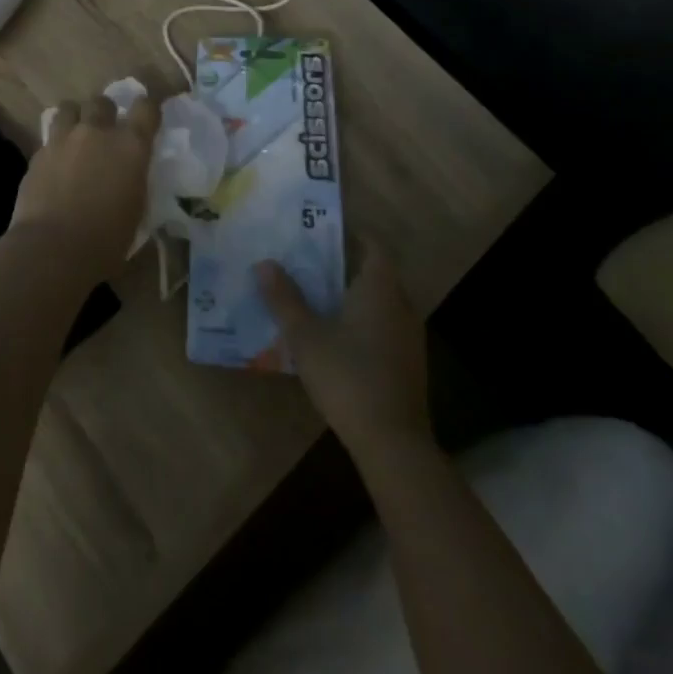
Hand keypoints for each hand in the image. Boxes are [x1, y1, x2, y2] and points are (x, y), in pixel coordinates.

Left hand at [12, 94, 159, 286]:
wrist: (53, 248)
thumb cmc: (106, 240)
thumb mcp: (136, 210)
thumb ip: (135, 182)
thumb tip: (131, 176)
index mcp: (130, 146)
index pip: (146, 108)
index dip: (148, 107)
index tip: (147, 114)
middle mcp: (97, 133)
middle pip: (102, 102)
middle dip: (105, 111)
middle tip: (105, 130)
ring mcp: (64, 139)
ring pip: (69, 108)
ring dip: (76, 118)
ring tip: (76, 136)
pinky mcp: (38, 153)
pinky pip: (50, 137)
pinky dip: (56, 144)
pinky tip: (56, 163)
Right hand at [255, 245, 432, 455]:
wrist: (392, 443)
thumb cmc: (347, 376)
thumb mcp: (305, 335)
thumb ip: (284, 298)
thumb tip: (264, 263)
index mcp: (380, 289)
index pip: (373, 246)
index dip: (351, 235)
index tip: (322, 230)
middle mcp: (401, 305)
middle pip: (376, 273)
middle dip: (346, 265)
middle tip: (309, 261)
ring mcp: (408, 337)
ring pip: (381, 302)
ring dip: (353, 295)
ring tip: (316, 295)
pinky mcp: (408, 364)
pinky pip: (384, 326)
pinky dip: (363, 321)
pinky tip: (336, 335)